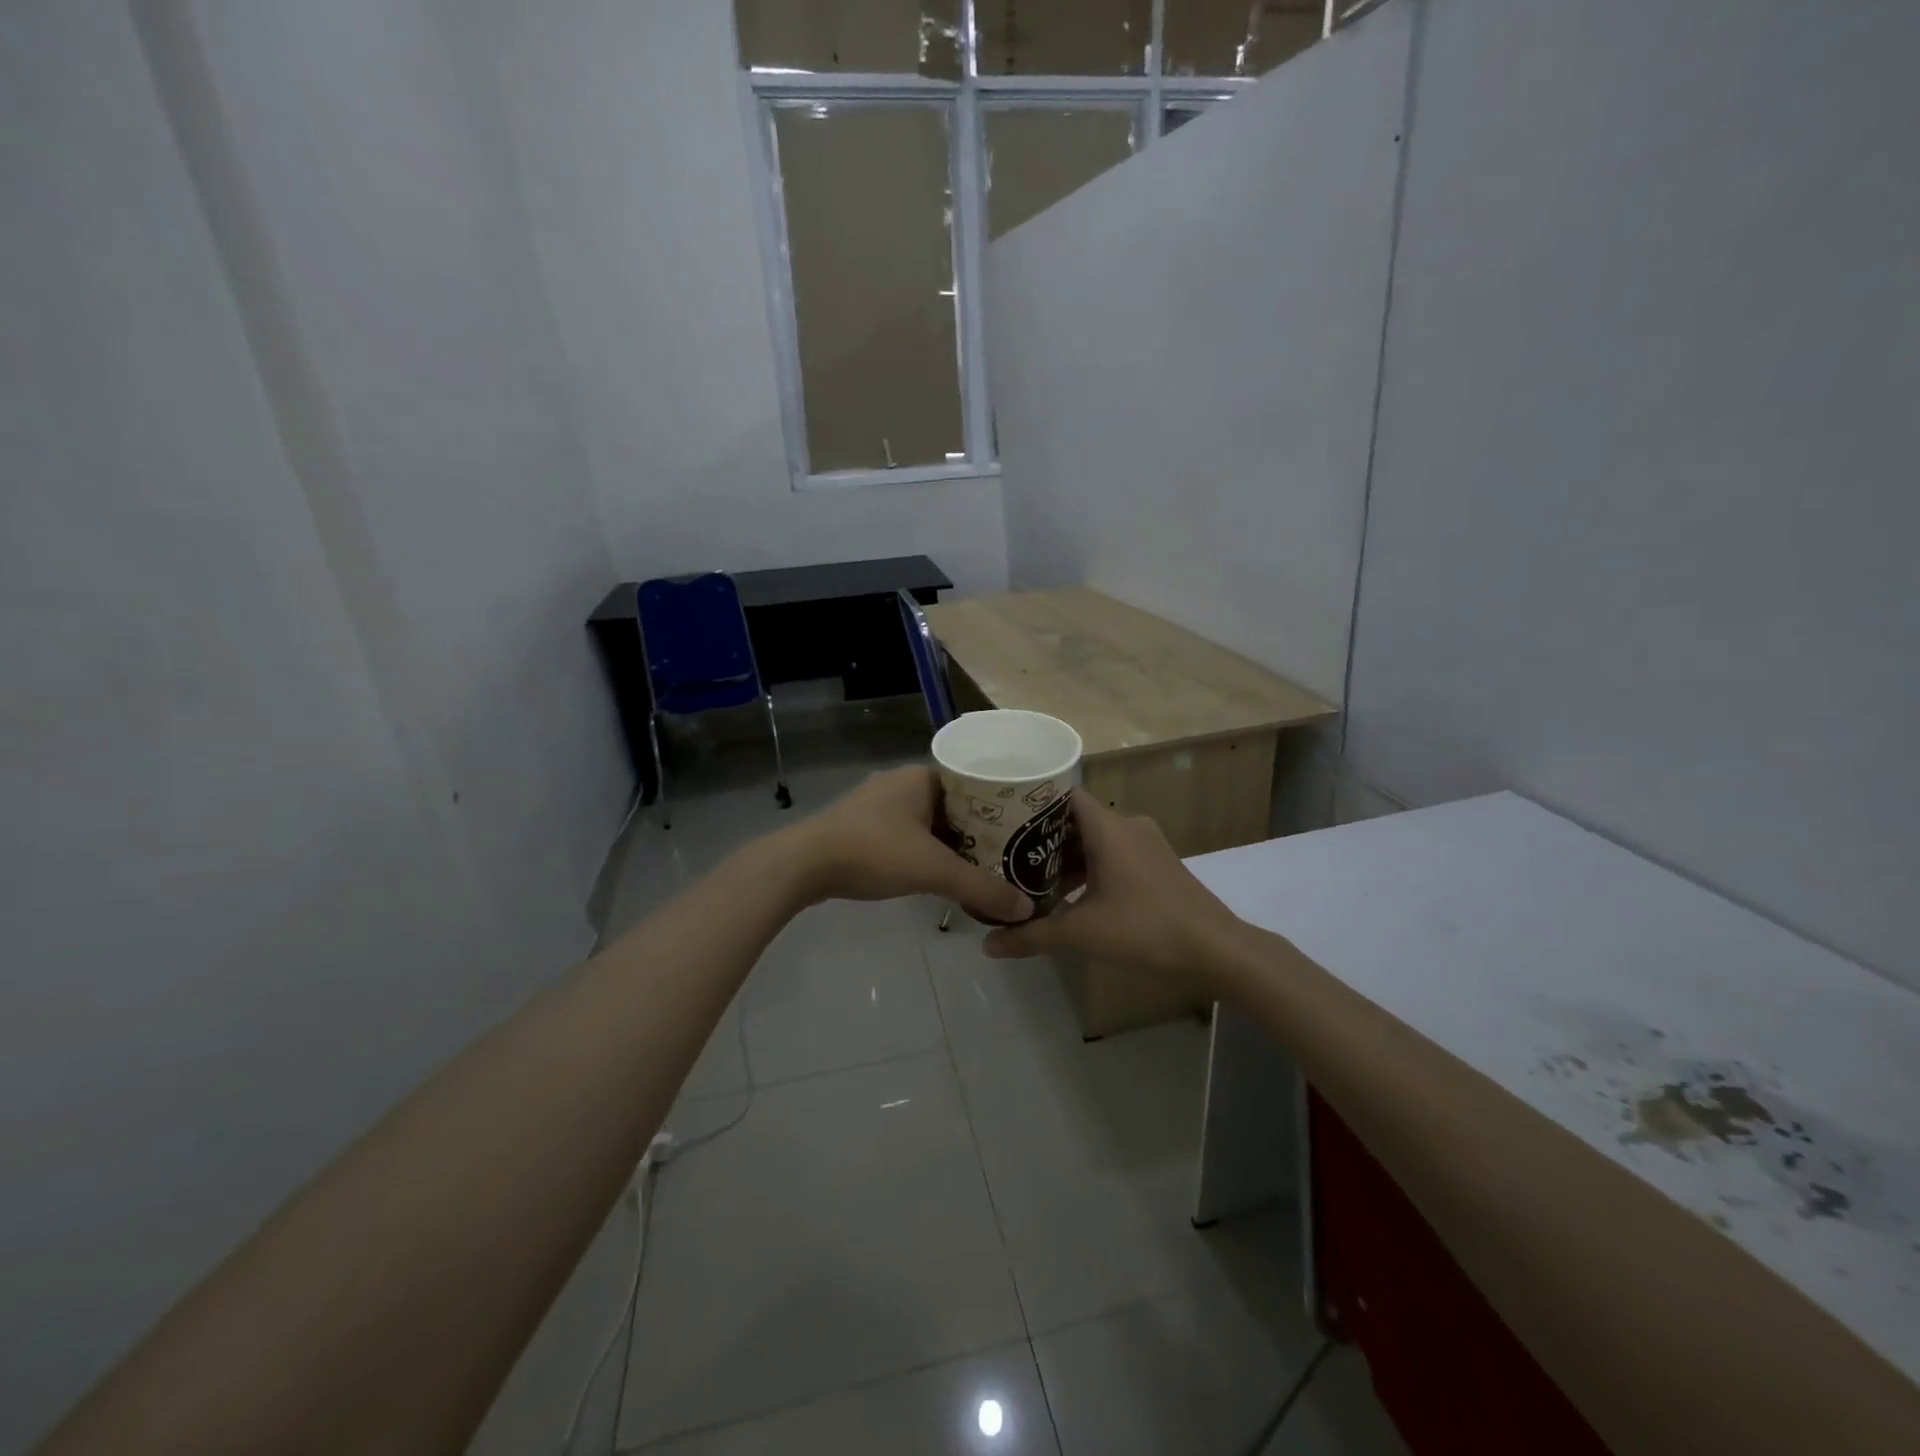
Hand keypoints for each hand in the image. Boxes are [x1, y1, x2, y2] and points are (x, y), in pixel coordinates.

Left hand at [781, 766, 1033, 924]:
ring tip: (980, 866)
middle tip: (1008, 853)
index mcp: (922, 776)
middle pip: (953, 804)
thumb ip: (980, 887)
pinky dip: (925, 851)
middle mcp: (901, 782)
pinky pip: (907, 834)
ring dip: (950, 842)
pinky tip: (936, 873)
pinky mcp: (861, 826)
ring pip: (928, 821)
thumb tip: (1025, 908)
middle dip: (978, 829)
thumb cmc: (873, 851)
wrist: (802, 865)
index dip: (1000, 805)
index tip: (1023, 828)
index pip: (974, 783)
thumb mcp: (933, 870)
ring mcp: (878, 804)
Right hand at [983, 795, 1241, 982]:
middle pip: (1076, 818)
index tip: (1002, 817)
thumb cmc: (1145, 928)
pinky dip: (1092, 867)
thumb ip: (1032, 936)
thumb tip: (988, 945)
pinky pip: (1115, 853)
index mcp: (1108, 828)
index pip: (1062, 794)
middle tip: (1009, 855)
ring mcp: (1147, 843)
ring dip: (1068, 856)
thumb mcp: (1082, 933)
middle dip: (1043, 837)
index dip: (1031, 802)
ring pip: (1096, 838)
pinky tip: (1075, 896)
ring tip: (1035, 879)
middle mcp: (1127, 825)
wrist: (1215, 947)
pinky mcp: (1158, 863)